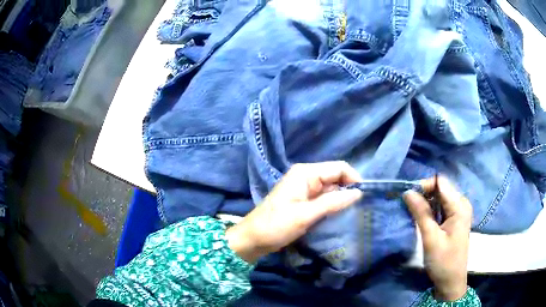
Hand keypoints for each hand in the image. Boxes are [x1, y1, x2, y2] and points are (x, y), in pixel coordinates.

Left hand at [226, 161, 362, 262]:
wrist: (253, 239)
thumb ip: (333, 202)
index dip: (353, 178)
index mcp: (306, 173)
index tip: (363, 196)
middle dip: (348, 189)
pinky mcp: (303, 200)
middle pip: (335, 176)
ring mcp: (304, 188)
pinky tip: (337, 214)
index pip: (338, 167)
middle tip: (359, 207)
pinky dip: (332, 204)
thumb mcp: (306, 214)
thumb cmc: (276, 225)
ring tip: (351, 212)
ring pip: (331, 188)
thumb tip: (358, 192)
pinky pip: (323, 198)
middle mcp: (306, 176)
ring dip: (341, 198)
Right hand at [403, 176, 471, 300]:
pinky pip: (441, 206)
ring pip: (440, 197)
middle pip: (441, 188)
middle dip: (424, 194)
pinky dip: (431, 210)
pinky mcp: (455, 218)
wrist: (451, 281)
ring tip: (415, 214)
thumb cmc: (443, 261)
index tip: (409, 198)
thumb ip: (421, 213)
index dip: (424, 186)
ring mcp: (459, 211)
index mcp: (459, 206)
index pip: (440, 182)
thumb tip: (408, 192)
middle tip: (410, 208)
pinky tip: (424, 220)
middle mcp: (461, 203)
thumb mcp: (431, 238)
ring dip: (426, 203)